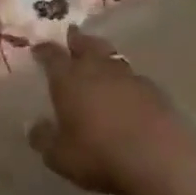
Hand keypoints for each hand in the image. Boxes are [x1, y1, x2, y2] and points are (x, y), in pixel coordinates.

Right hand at [30, 26, 182, 194]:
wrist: (161, 158)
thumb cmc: (100, 155)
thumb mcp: (60, 156)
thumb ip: (43, 139)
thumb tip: (34, 126)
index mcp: (69, 80)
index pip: (52, 56)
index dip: (44, 51)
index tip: (38, 48)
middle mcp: (98, 70)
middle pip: (86, 45)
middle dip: (77, 40)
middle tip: (72, 35)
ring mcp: (130, 77)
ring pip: (112, 57)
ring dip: (103, 56)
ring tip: (99, 59)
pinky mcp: (156, 91)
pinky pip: (134, 77)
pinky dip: (126, 79)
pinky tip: (127, 90)